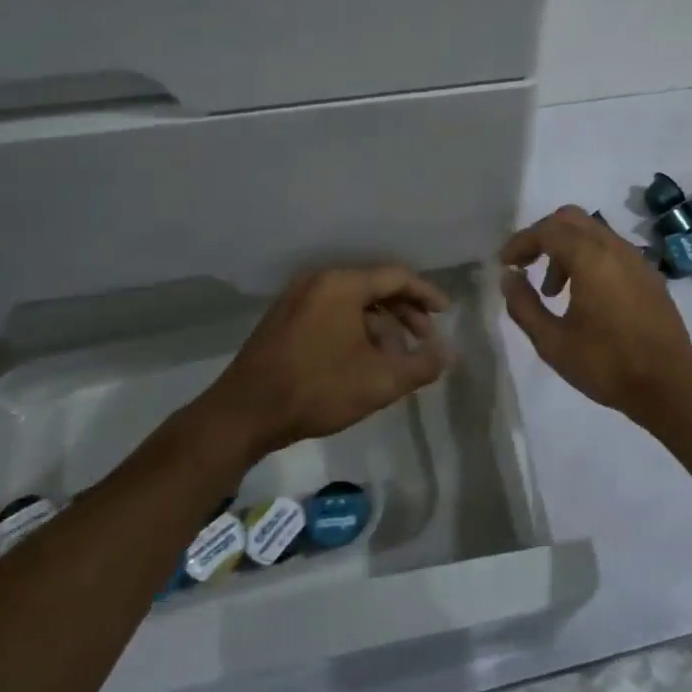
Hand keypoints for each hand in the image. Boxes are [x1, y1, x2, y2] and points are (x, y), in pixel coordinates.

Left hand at [216, 266, 450, 452]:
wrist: (243, 414)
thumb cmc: (317, 390)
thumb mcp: (380, 382)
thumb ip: (421, 365)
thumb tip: (448, 354)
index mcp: (342, 284)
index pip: (396, 277)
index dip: (426, 294)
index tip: (446, 313)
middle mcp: (318, 281)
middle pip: (374, 287)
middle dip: (404, 312)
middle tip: (425, 339)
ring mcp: (296, 299)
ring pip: (352, 303)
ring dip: (380, 325)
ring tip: (397, 357)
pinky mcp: (283, 320)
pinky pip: (331, 313)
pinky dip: (354, 329)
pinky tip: (363, 360)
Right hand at [500, 205, 691, 422]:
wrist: (671, 386)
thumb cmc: (607, 365)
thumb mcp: (553, 342)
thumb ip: (524, 305)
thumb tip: (509, 277)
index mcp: (591, 258)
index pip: (548, 230)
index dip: (521, 242)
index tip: (505, 264)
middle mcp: (615, 248)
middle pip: (572, 219)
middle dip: (543, 236)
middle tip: (525, 265)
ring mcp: (637, 260)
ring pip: (593, 233)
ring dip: (566, 249)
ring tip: (553, 291)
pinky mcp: (650, 275)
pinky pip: (612, 250)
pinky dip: (589, 258)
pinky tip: (584, 297)